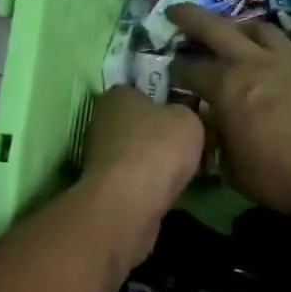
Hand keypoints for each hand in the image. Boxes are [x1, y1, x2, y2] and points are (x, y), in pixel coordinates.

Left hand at [78, 85, 204, 266]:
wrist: (130, 202)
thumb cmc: (158, 147)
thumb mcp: (188, 119)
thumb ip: (186, 112)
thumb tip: (181, 118)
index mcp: (117, 95)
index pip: (140, 89)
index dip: (165, 99)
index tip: (187, 111)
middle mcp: (102, 121)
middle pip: (139, 123)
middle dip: (162, 133)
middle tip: (191, 143)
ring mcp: (100, 156)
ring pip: (137, 152)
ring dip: (157, 161)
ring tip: (187, 170)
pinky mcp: (105, 186)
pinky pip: (135, 178)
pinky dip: (150, 183)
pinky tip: (172, 190)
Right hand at [169, 4, 290, 228]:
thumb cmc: (280, 178)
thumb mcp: (232, 167)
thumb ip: (217, 138)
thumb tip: (211, 124)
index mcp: (227, 87)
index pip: (190, 70)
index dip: (175, 71)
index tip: (170, 73)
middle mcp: (257, 63)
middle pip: (217, 28)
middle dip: (192, 18)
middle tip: (177, 11)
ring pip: (262, 30)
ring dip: (243, 30)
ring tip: (238, 35)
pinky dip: (281, 58)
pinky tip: (283, 72)